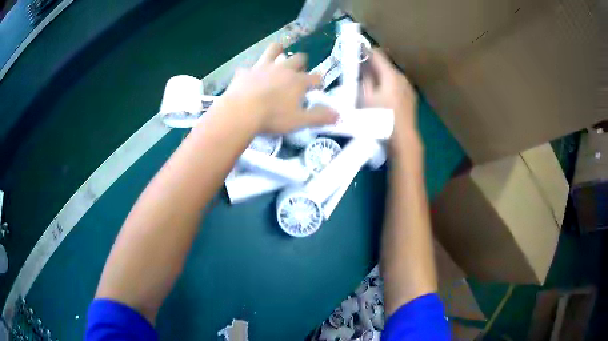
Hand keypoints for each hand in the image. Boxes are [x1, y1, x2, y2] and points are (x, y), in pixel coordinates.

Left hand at [221, 43, 337, 133]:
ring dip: (277, 51)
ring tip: (278, 52)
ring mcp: (262, 67)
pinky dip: (250, 71)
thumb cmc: (274, 117)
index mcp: (298, 81)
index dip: (318, 81)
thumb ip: (319, 116)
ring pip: (273, 51)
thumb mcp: (300, 120)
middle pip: (297, 58)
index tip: (317, 85)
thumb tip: (338, 115)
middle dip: (302, 62)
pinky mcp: (245, 72)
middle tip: (300, 69)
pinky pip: (248, 67)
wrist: (242, 112)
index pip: (314, 77)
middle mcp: (282, 69)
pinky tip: (248, 76)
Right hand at [362, 49, 419, 152]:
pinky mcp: (411, 97)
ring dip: (381, 76)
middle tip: (360, 69)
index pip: (377, 54)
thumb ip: (365, 78)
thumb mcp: (366, 97)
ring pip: (391, 75)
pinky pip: (397, 85)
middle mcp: (402, 77)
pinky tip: (383, 95)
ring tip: (371, 84)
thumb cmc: (380, 117)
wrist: (402, 138)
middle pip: (385, 65)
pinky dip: (389, 85)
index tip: (356, 49)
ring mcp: (408, 87)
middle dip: (373, 65)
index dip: (366, 50)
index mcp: (390, 74)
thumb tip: (363, 66)